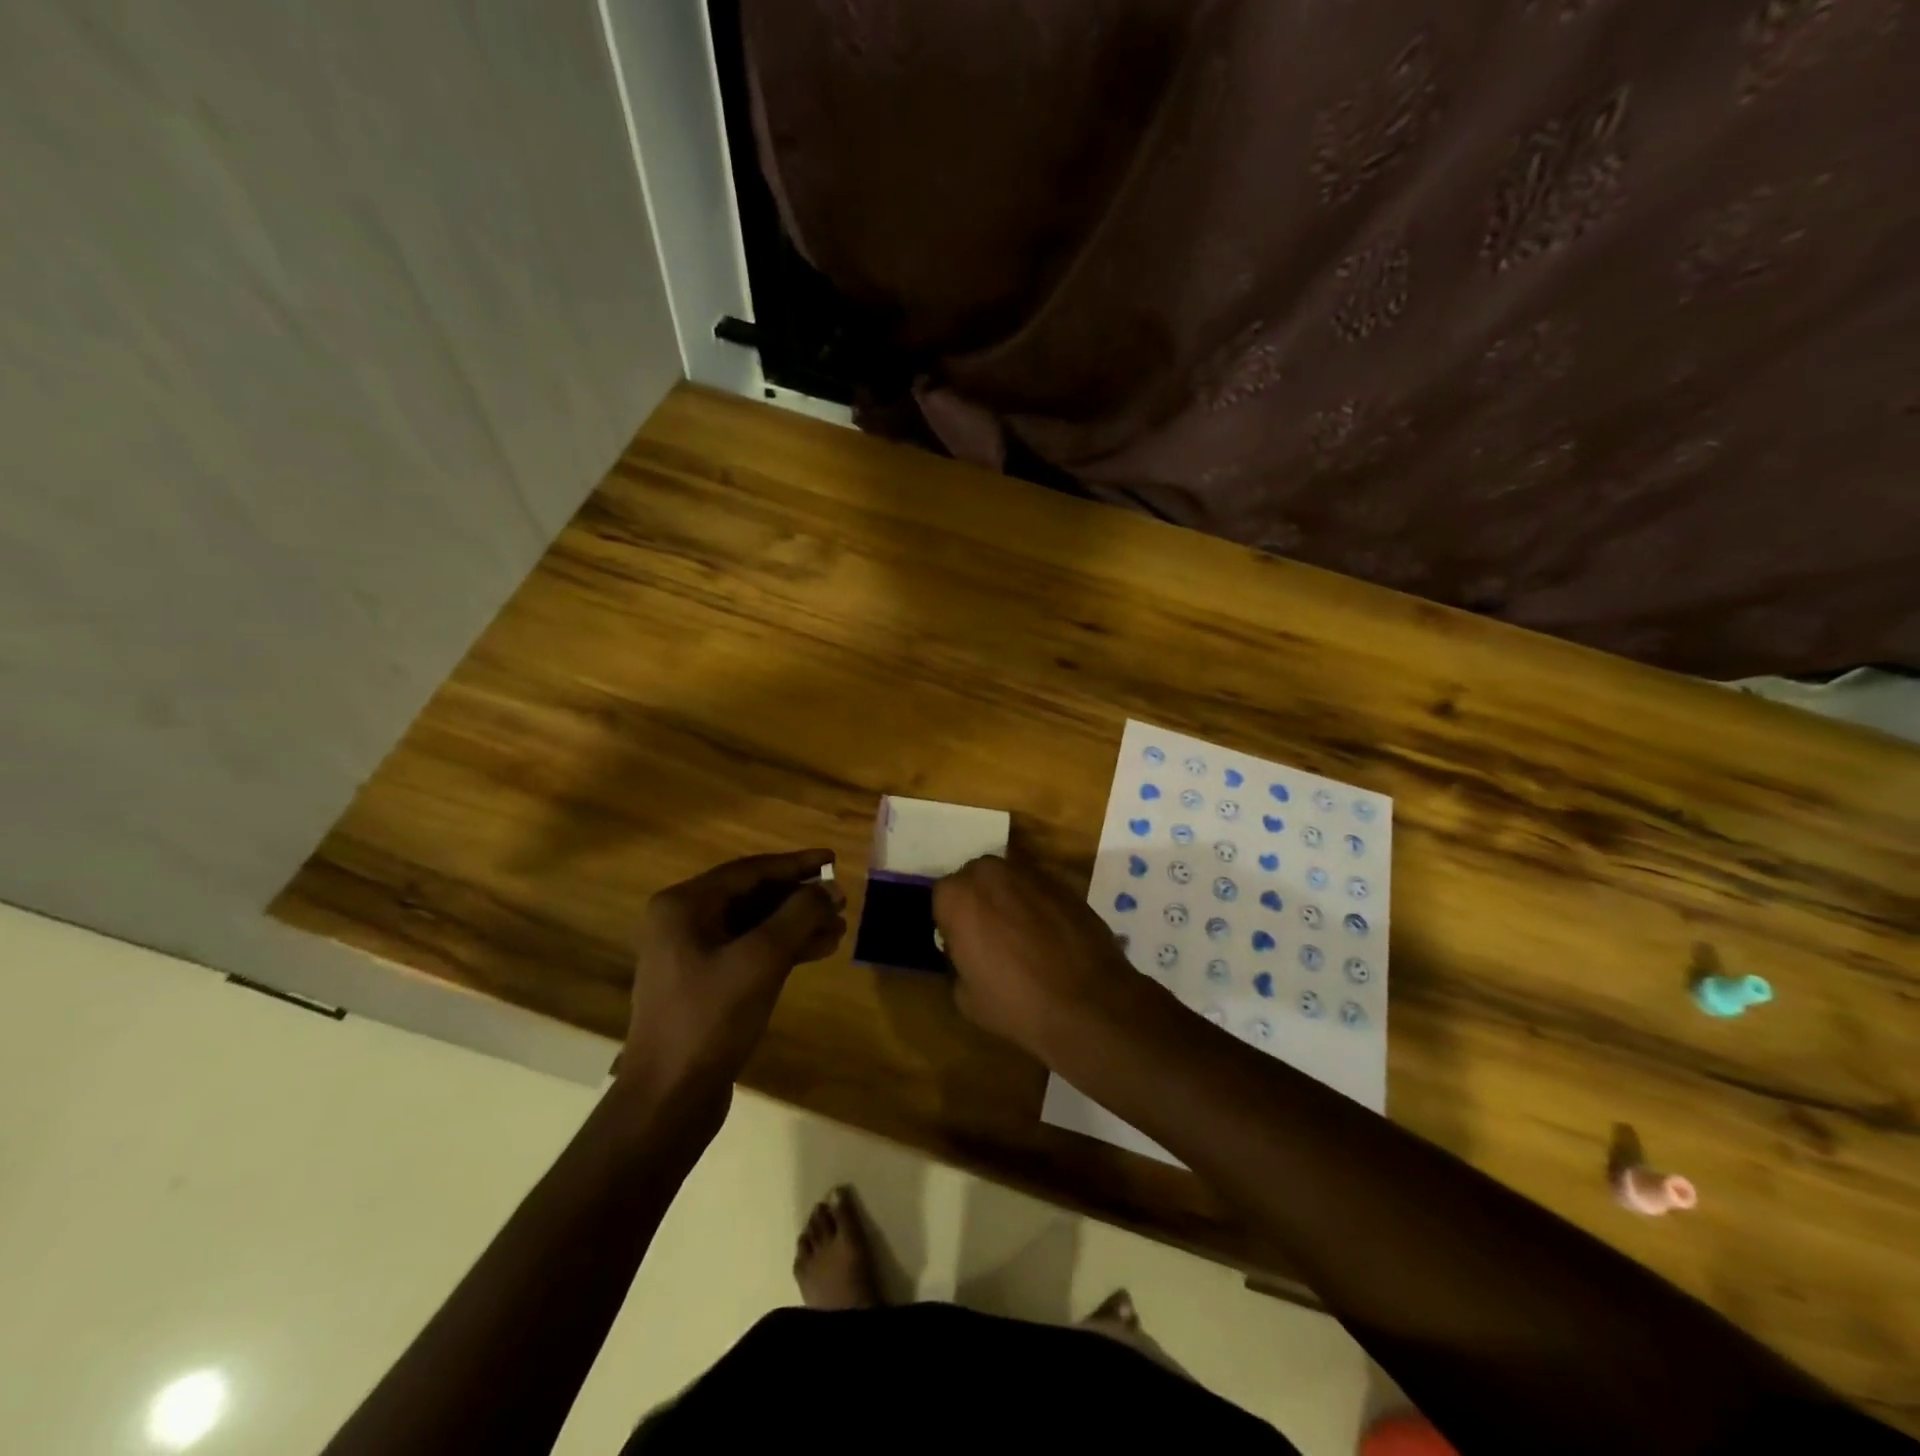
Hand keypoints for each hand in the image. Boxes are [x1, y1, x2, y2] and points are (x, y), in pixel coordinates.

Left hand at [621, 850, 846, 1112]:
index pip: (750, 870)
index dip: (795, 864)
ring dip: (796, 924)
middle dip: (799, 898)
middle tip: (841, 899)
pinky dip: (783, 949)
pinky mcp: (705, 984)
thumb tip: (830, 888)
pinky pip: (750, 952)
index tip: (832, 859)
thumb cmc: (711, 1018)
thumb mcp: (761, 959)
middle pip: (752, 896)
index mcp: (684, 905)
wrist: (669, 1099)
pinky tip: (819, 950)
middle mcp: (684, 922)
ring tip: (839, 927)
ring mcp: (692, 955)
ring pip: (754, 926)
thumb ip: (799, 915)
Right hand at [932, 855, 1142, 1062]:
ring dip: (1008, 900)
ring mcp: (1030, 873)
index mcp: (957, 895)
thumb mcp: (964, 995)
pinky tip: (1049, 936)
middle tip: (990, 937)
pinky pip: (1038, 889)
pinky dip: (1038, 905)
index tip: (962, 946)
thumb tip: (966, 952)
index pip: (943, 898)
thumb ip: (957, 960)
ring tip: (1022, 936)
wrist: (1086, 1003)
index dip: (951, 923)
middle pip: (975, 880)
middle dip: (979, 902)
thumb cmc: (1014, 1002)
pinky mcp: (1063, 882)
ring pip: (1008, 880)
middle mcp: (990, 872)